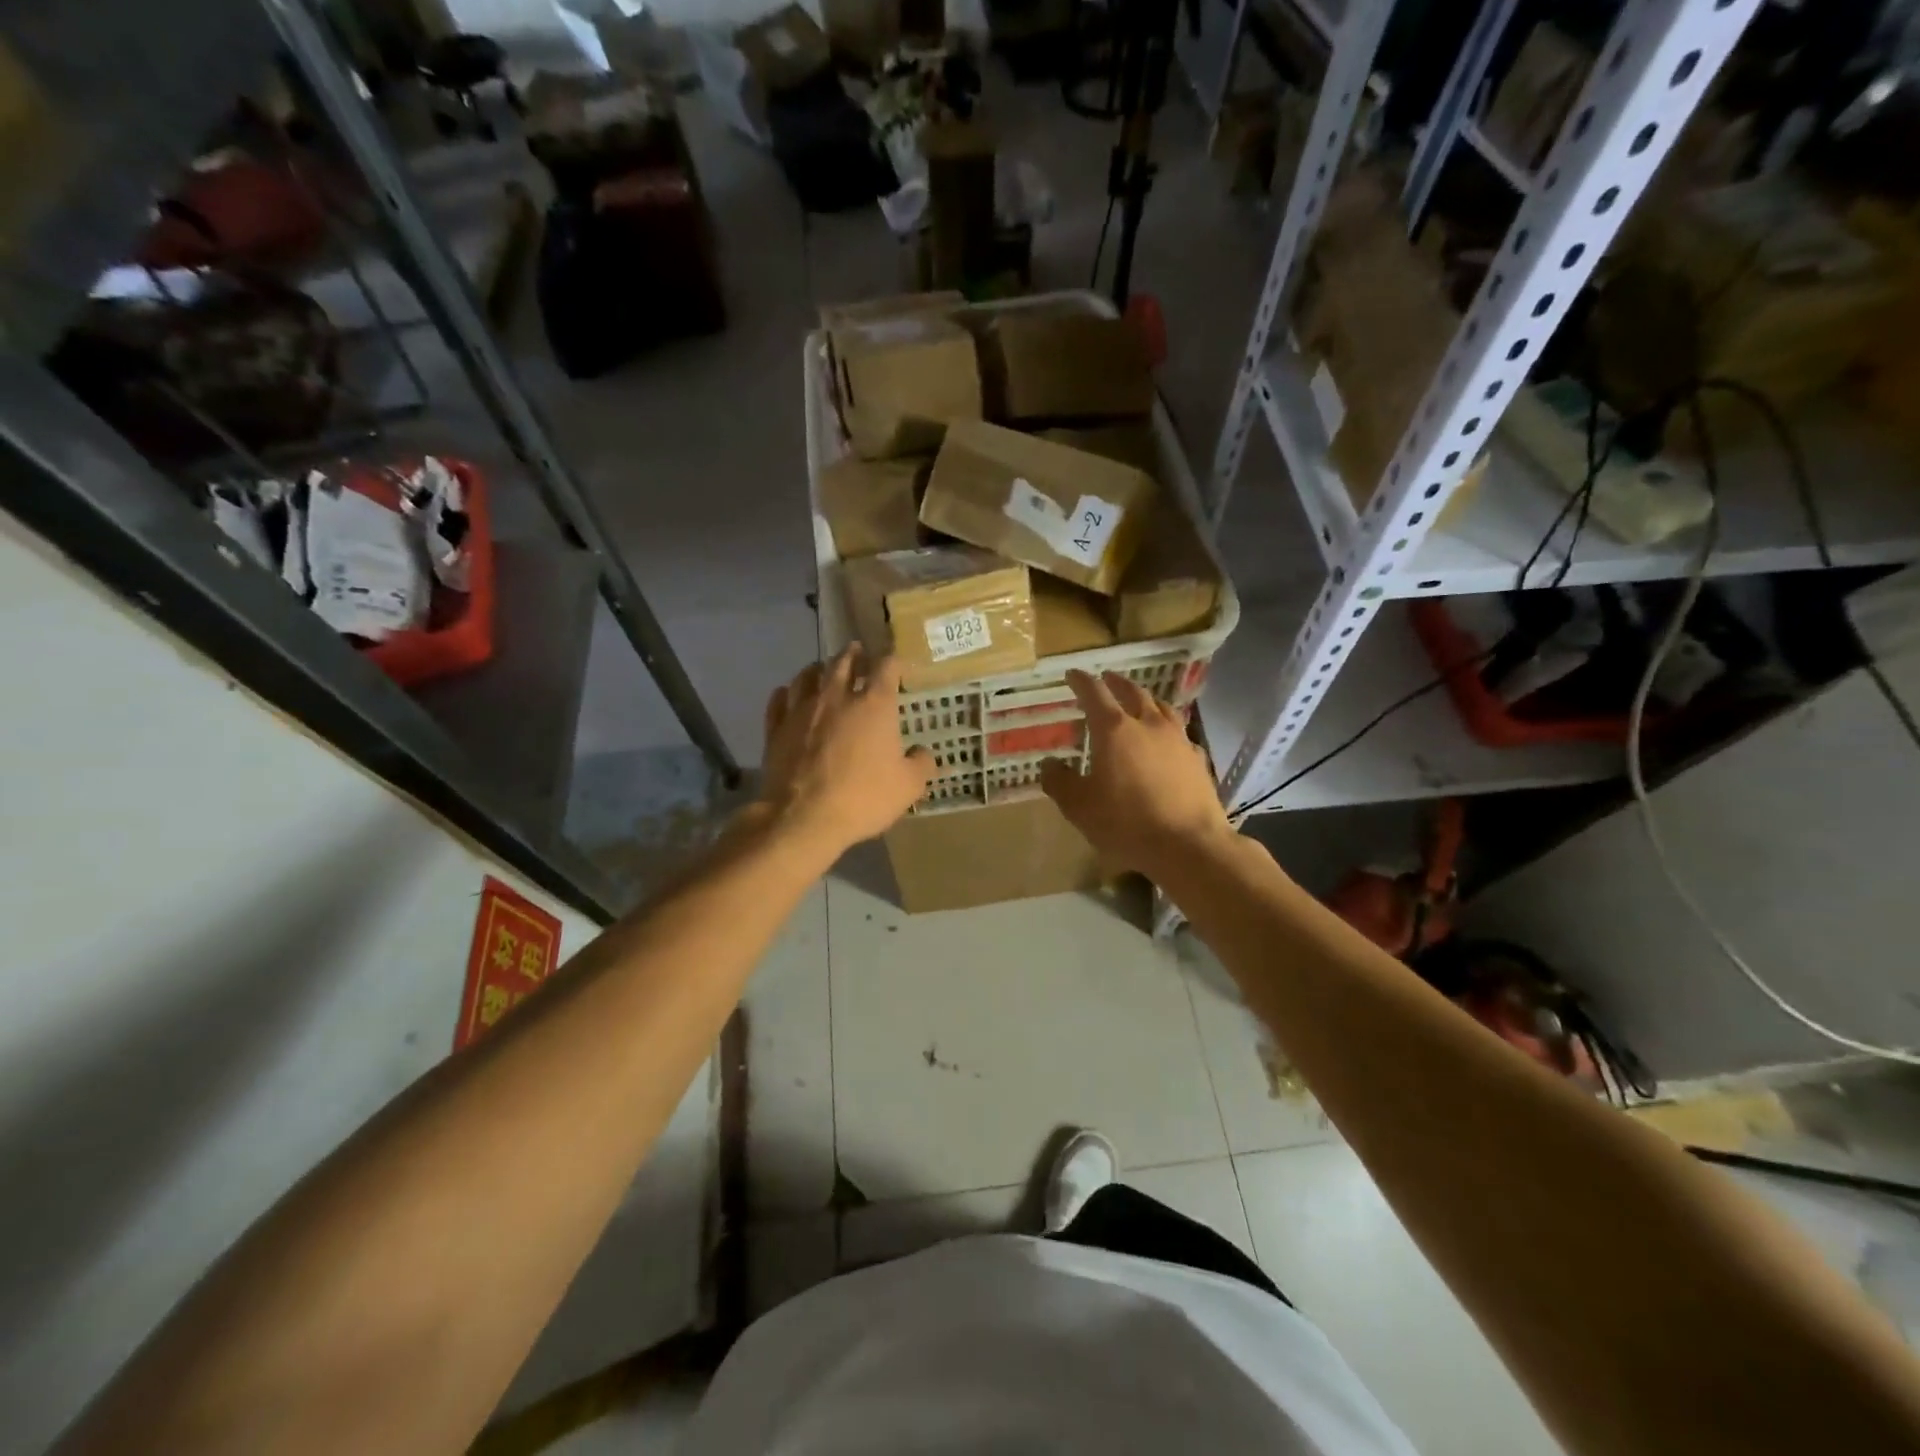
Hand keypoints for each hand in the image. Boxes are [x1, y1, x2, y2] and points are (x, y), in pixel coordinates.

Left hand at [760, 648, 933, 859]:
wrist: (804, 817)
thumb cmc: (863, 798)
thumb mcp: (908, 786)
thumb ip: (921, 764)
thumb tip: (924, 753)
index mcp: (874, 705)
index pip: (886, 668)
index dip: (894, 662)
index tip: (898, 665)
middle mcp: (837, 697)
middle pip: (844, 662)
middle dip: (854, 654)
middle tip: (858, 651)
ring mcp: (802, 710)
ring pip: (807, 676)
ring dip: (818, 669)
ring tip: (823, 669)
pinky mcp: (776, 728)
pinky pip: (779, 701)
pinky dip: (785, 693)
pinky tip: (787, 694)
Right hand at [1040, 669, 1234, 878]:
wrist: (1188, 845)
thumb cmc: (1126, 823)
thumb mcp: (1079, 807)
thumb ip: (1060, 782)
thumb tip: (1049, 764)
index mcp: (1114, 730)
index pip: (1094, 693)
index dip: (1081, 682)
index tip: (1072, 675)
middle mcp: (1148, 725)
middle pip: (1132, 692)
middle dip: (1116, 683)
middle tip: (1107, 679)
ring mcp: (1178, 740)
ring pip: (1162, 708)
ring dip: (1146, 700)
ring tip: (1140, 702)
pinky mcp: (1198, 760)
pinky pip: (1180, 735)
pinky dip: (1168, 730)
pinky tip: (1168, 741)